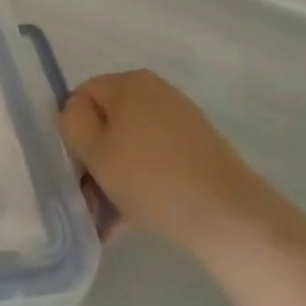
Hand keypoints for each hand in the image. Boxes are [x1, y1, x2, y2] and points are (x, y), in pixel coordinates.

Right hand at [58, 69, 273, 259]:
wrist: (233, 219)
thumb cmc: (152, 179)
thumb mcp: (95, 151)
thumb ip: (72, 123)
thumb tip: (76, 114)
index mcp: (129, 83)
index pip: (81, 98)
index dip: (73, 134)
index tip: (76, 171)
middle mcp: (156, 93)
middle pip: (107, 123)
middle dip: (95, 162)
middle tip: (90, 202)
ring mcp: (182, 122)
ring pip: (131, 147)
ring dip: (115, 180)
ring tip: (110, 223)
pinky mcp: (200, 152)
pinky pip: (156, 162)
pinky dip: (142, 185)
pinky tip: (134, 221)